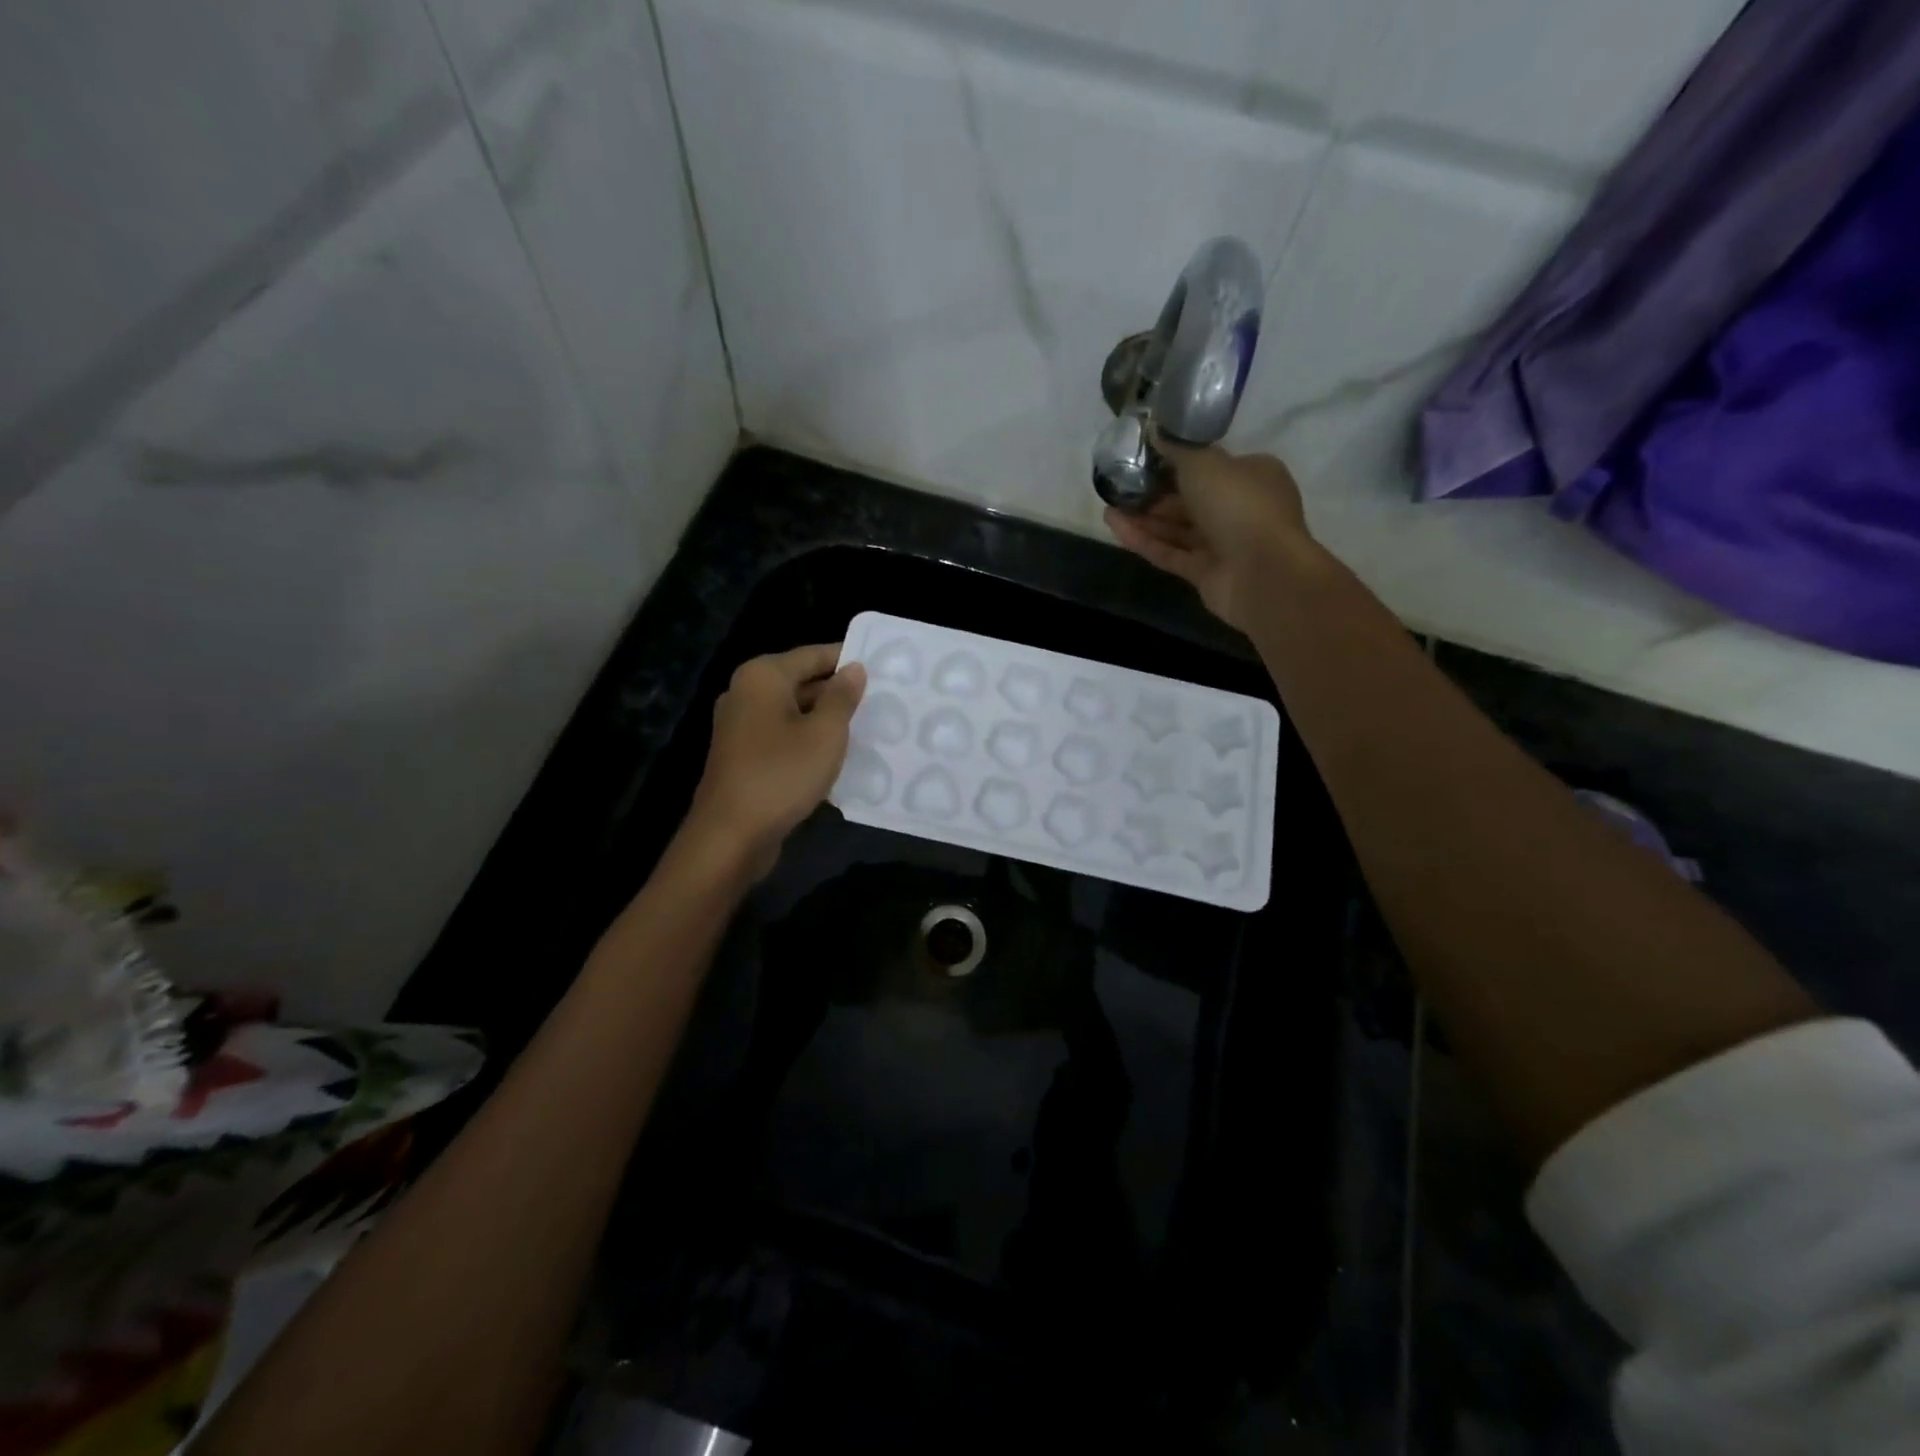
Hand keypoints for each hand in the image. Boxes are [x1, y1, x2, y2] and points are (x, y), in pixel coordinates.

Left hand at [682, 644, 866, 876]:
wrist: (730, 835)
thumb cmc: (781, 774)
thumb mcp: (825, 734)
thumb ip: (842, 697)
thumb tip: (854, 668)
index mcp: (762, 676)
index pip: (813, 654)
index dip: (848, 660)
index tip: (882, 668)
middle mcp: (746, 693)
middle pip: (801, 681)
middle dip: (838, 692)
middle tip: (882, 701)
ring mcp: (740, 726)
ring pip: (793, 712)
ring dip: (825, 720)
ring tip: (867, 728)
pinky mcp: (743, 755)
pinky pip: (783, 736)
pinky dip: (807, 741)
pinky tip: (836, 756)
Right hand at [1104, 441, 1315, 631]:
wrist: (1262, 573)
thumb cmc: (1240, 505)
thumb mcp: (1206, 463)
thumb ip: (1178, 449)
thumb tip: (1155, 432)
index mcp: (1253, 475)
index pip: (1212, 465)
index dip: (1179, 461)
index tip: (1145, 457)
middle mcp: (1240, 508)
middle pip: (1192, 499)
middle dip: (1156, 492)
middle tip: (1121, 483)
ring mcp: (1223, 544)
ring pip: (1178, 528)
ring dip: (1144, 517)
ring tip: (1110, 504)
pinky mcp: (1205, 573)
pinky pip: (1169, 553)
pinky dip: (1143, 540)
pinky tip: (1114, 526)